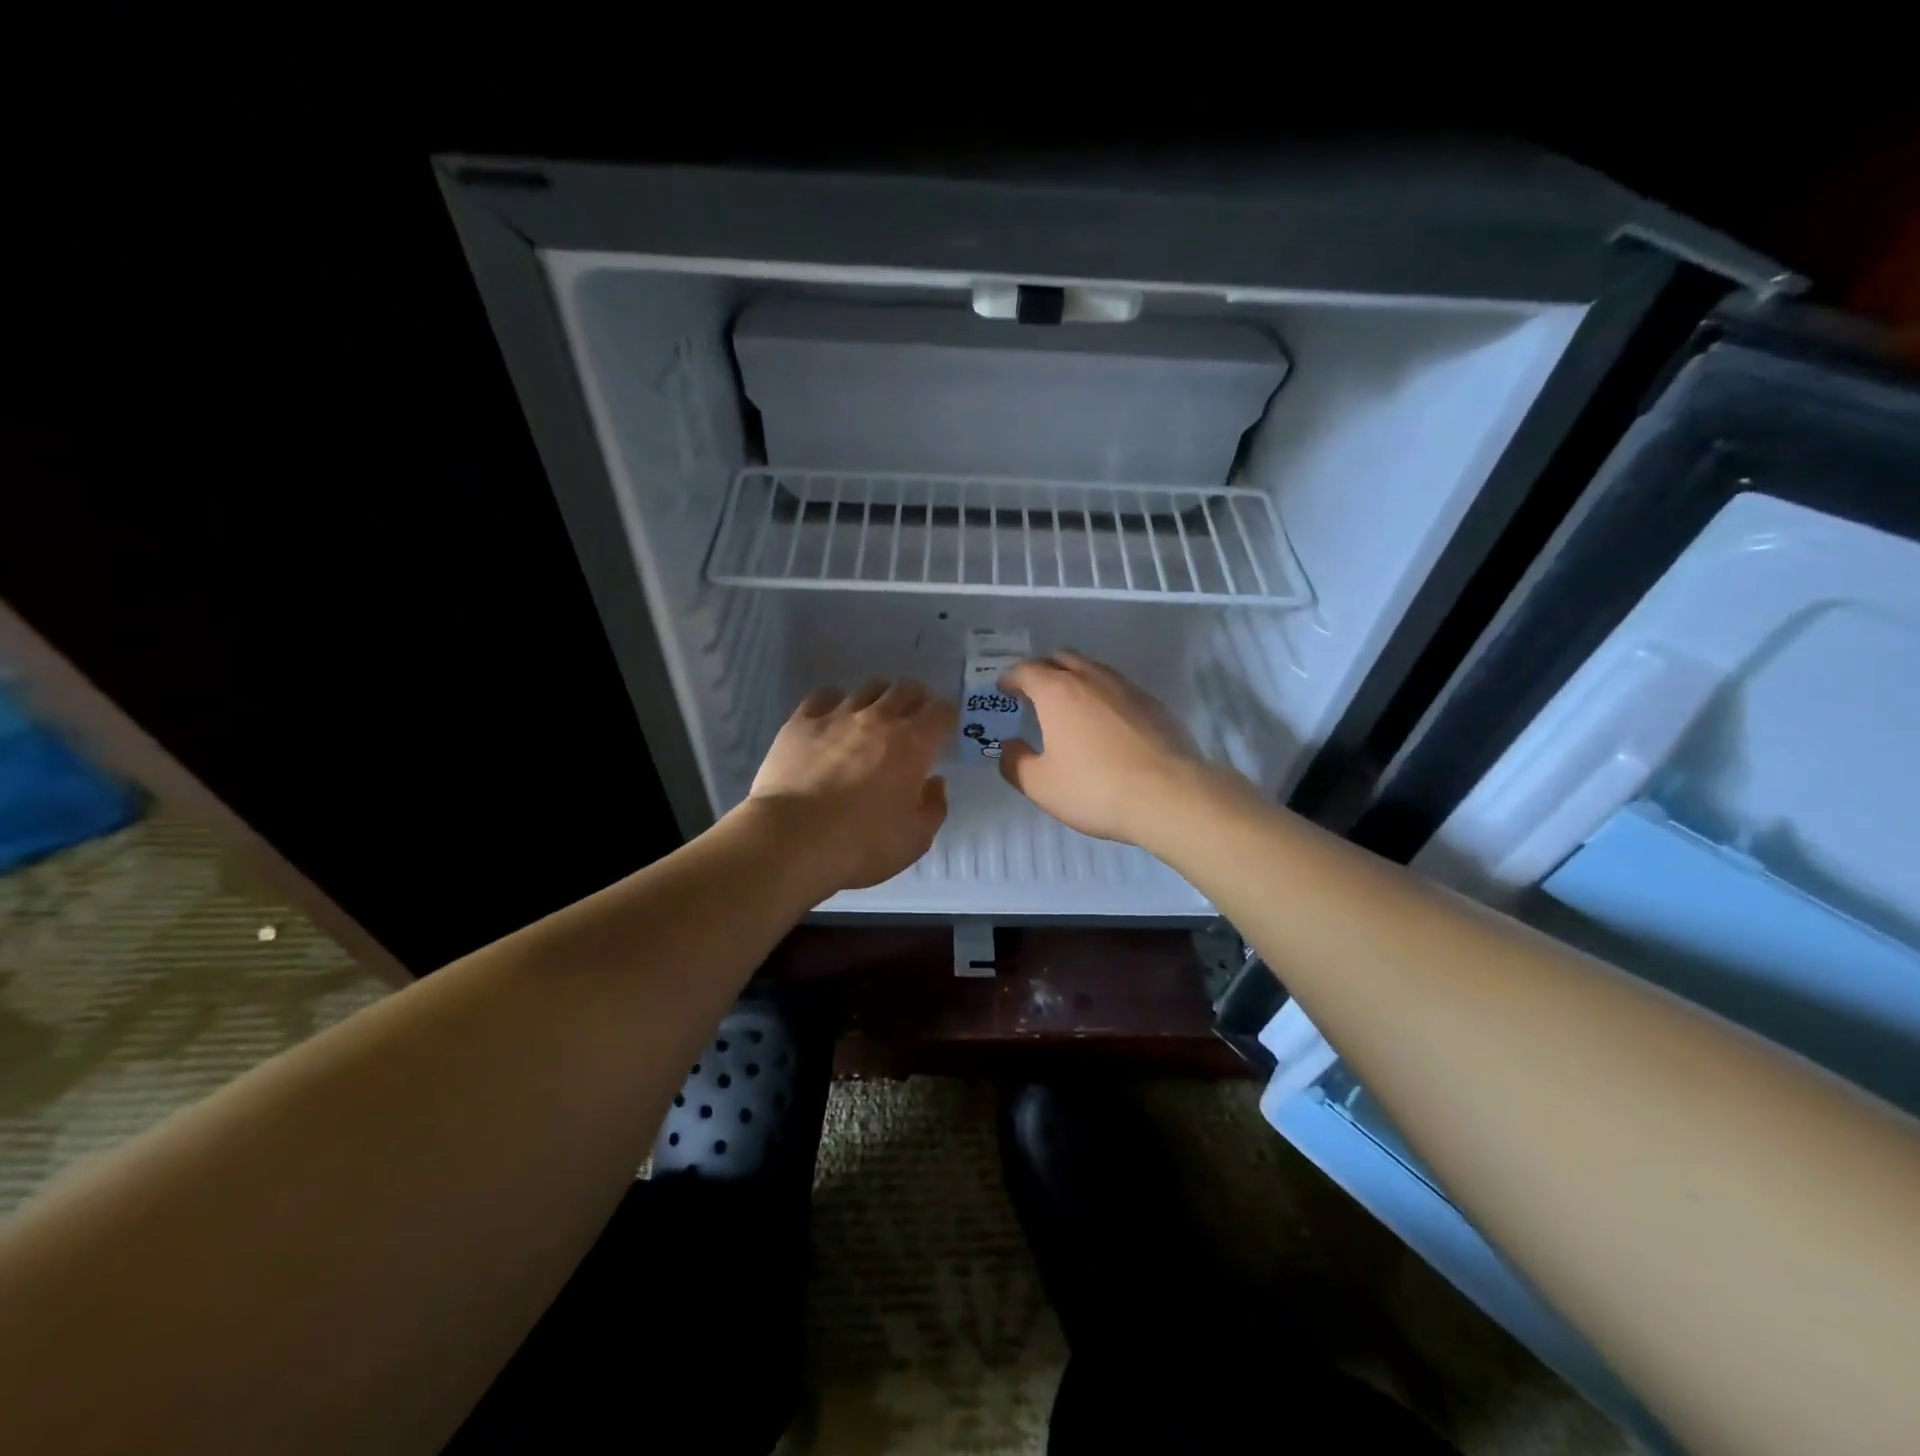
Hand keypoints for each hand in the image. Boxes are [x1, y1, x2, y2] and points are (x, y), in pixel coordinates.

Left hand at [746, 678, 955, 894]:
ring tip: (874, 717)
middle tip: (914, 718)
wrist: (793, 840)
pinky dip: (836, 702)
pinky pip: (824, 696)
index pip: (942, 711)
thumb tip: (934, 782)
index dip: (948, 716)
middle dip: (917, 699)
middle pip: (906, 689)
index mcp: (913, 744)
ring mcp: (838, 715)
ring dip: (879, 698)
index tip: (945, 729)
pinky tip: (833, 719)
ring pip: (868, 688)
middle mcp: (879, 718)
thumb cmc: (862, 844)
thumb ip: (933, 807)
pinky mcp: (801, 721)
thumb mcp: (915, 839)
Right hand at [997, 651, 1211, 846]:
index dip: (1011, 677)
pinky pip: (1120, 689)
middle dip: (1044, 670)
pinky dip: (1104, 696)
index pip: (1027, 670)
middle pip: (1062, 658)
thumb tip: (1008, 747)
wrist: (1168, 796)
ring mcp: (1127, 689)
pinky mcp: (1154, 705)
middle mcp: (1092, 679)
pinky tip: (1106, 722)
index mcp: (1057, 692)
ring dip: (1076, 678)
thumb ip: (1015, 763)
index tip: (1004, 688)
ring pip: (1095, 670)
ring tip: (1070, 703)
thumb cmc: (1094, 788)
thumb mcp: (1040, 785)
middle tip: (1035, 691)